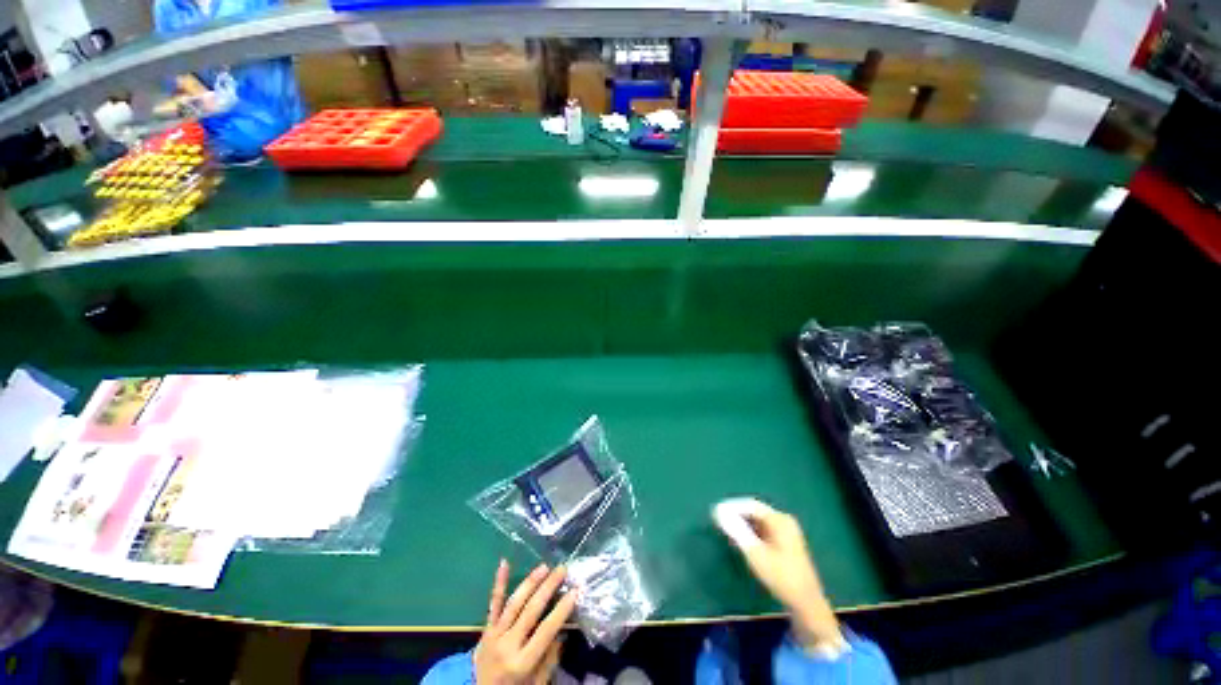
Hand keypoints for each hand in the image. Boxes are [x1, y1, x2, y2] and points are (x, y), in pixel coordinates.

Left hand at [474, 560, 577, 684]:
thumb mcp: (537, 683)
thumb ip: (549, 659)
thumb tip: (562, 631)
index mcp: (522, 662)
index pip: (546, 630)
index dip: (562, 609)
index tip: (576, 590)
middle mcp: (508, 645)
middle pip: (531, 611)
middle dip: (548, 588)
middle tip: (562, 570)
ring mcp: (494, 635)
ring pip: (514, 603)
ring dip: (530, 582)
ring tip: (544, 567)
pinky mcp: (486, 629)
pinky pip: (493, 604)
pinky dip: (499, 583)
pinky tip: (504, 563)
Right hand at [714, 498, 842, 650]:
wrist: (807, 605)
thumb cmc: (781, 577)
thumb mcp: (755, 553)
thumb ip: (736, 530)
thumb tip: (718, 511)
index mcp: (779, 520)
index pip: (750, 505)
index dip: (732, 507)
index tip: (715, 513)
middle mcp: (784, 521)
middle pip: (755, 511)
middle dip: (736, 515)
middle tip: (719, 522)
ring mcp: (787, 533)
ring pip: (758, 522)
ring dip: (743, 524)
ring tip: (727, 531)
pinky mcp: (786, 544)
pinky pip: (763, 531)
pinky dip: (751, 533)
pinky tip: (742, 541)